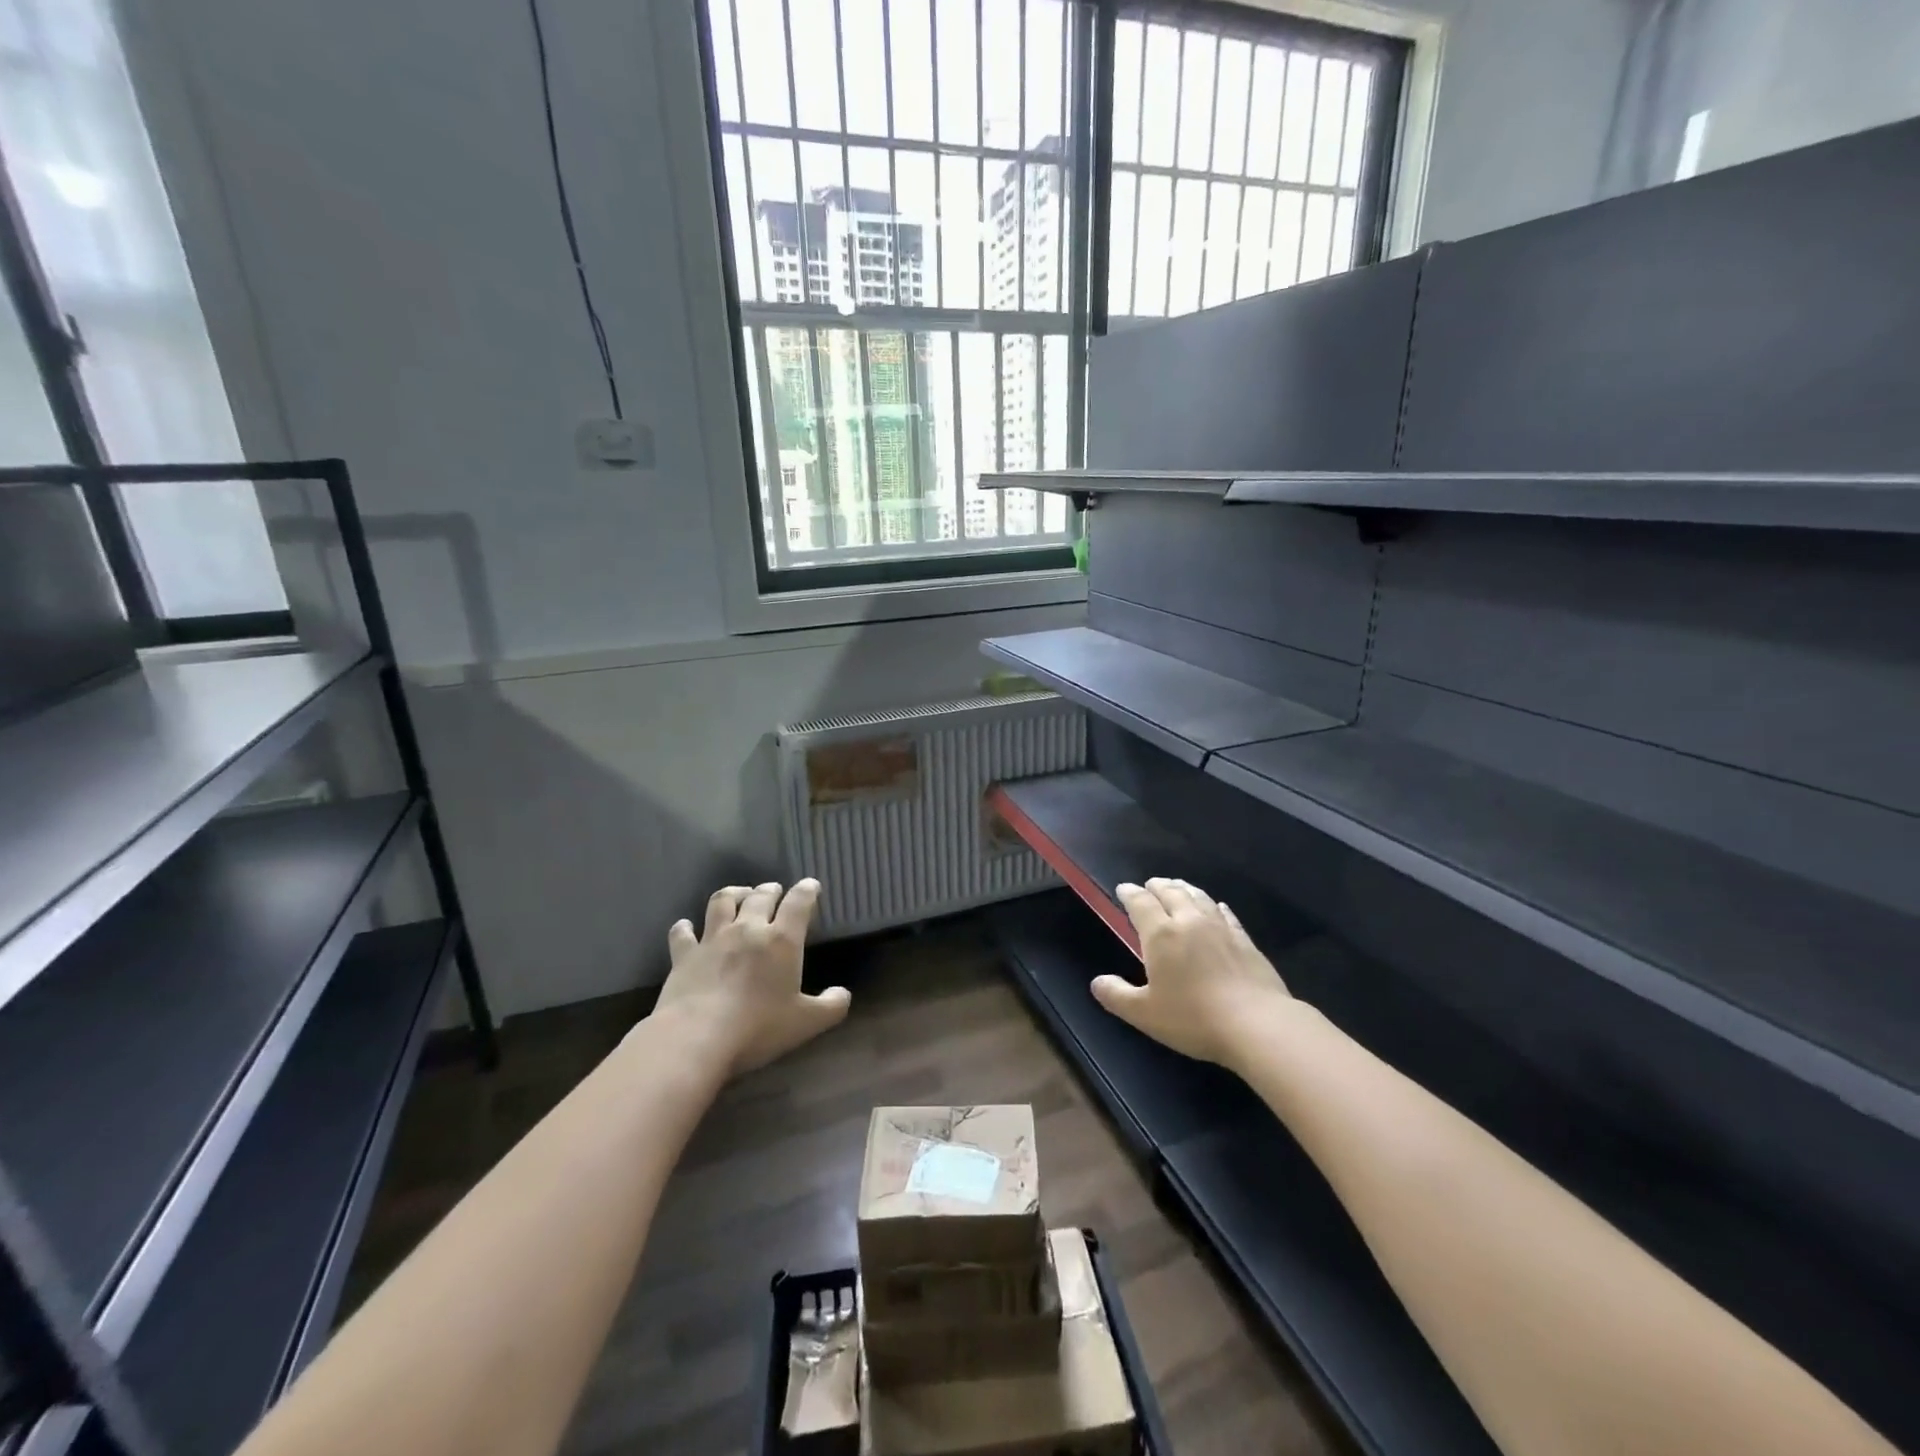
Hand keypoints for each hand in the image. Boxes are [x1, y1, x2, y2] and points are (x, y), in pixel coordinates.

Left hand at [653, 879, 850, 1075]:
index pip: (799, 902)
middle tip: (775, 892)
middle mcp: (748, 929)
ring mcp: (713, 939)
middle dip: (771, 890)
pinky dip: (685, 927)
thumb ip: (831, 1006)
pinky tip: (686, 927)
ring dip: (734, 894)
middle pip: (761, 896)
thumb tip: (843, 994)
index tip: (811, 886)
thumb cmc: (758, 1027)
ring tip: (739, 895)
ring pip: (722, 901)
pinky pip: (682, 932)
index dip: (807, 890)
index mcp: (782, 940)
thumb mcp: (806, 1023)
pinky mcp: (684, 955)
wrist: (696, 1038)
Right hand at [1091, 877, 1291, 1064]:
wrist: (1257, 1024)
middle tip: (1150, 884)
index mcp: (1161, 934)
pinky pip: (1226, 914)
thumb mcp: (1145, 1014)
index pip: (1141, 903)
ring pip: (1199, 897)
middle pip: (1171, 893)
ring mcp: (1221, 928)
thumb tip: (1097, 983)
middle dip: (1157, 886)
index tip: (1123, 889)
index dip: (1130, 893)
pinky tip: (1217, 907)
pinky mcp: (1245, 941)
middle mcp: (1189, 921)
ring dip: (1184, 889)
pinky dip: (1215, 906)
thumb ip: (1117, 996)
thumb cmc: (1193, 1018)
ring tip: (1177, 887)